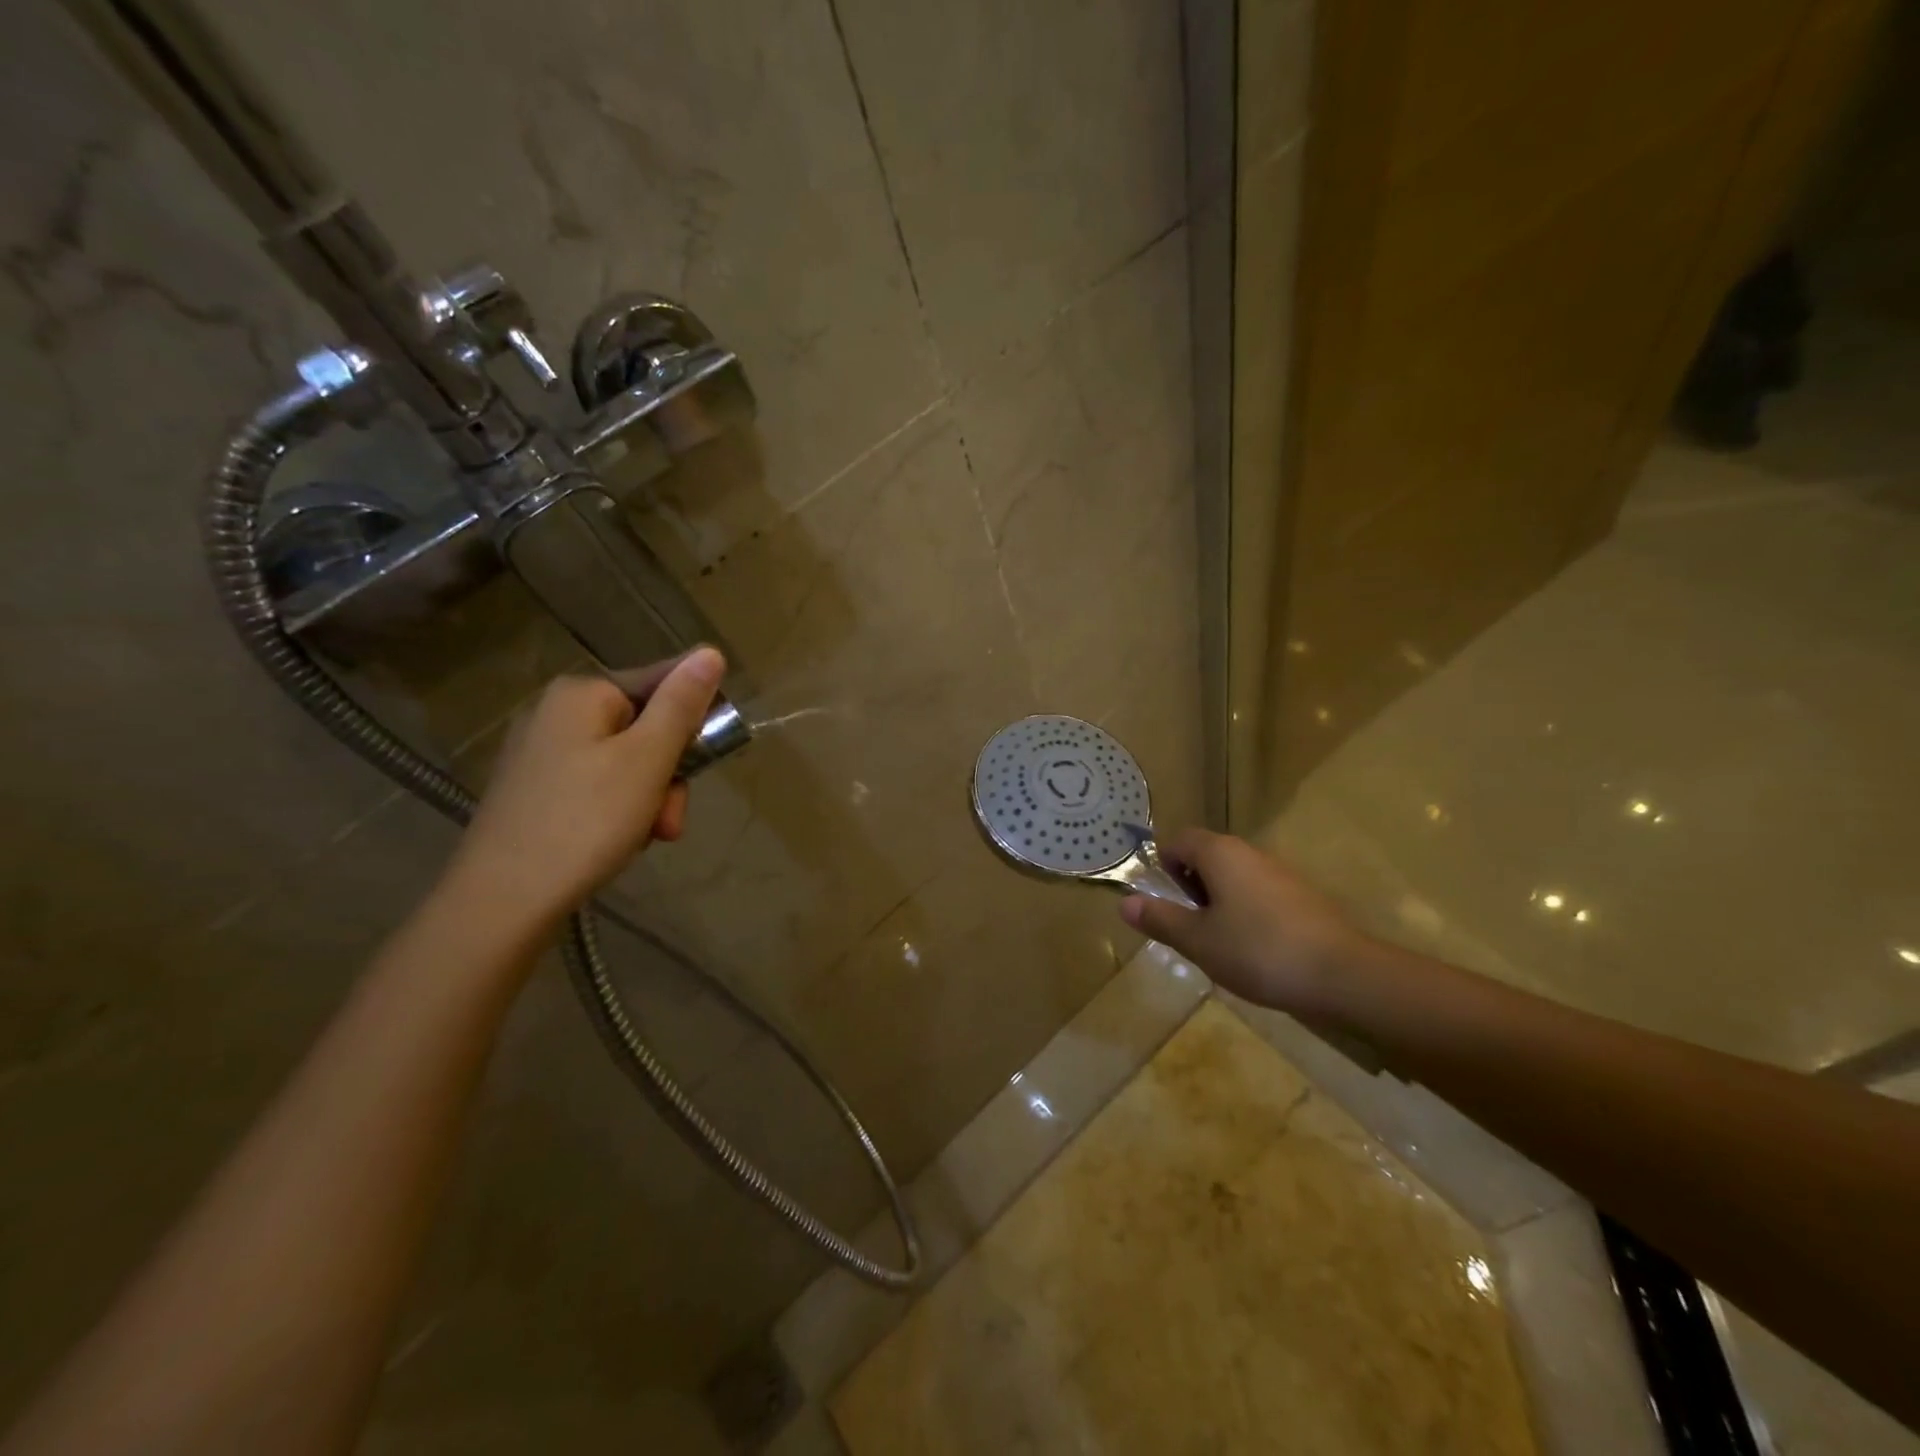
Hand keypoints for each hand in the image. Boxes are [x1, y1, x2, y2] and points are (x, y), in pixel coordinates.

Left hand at [446, 647, 725, 930]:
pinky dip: (619, 810)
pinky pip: (598, 785)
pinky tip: (618, 841)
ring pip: (626, 762)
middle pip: (645, 727)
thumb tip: (710, 651)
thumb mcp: (648, 760)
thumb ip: (681, 704)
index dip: (694, 722)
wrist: (502, 900)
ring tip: (647, 836)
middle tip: (669, 820)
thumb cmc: (585, 821)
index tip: (704, 764)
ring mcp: (541, 752)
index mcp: (582, 693)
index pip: (663, 683)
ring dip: (649, 798)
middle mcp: (556, 712)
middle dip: (668, 774)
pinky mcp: (534, 790)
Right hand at [1120, 829, 1373, 1015]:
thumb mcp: (1198, 941)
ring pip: (1234, 875)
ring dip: (1218, 901)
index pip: (1178, 840)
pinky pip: (1259, 892)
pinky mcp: (1302, 895)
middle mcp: (1249, 852)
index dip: (1164, 867)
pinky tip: (1255, 949)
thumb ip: (1160, 919)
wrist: (1343, 974)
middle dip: (1190, 887)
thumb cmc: (1258, 951)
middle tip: (1190, 928)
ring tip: (1220, 943)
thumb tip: (1124, 903)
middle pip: (1206, 855)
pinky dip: (1246, 912)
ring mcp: (1280, 872)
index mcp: (1219, 853)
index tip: (1166, 904)